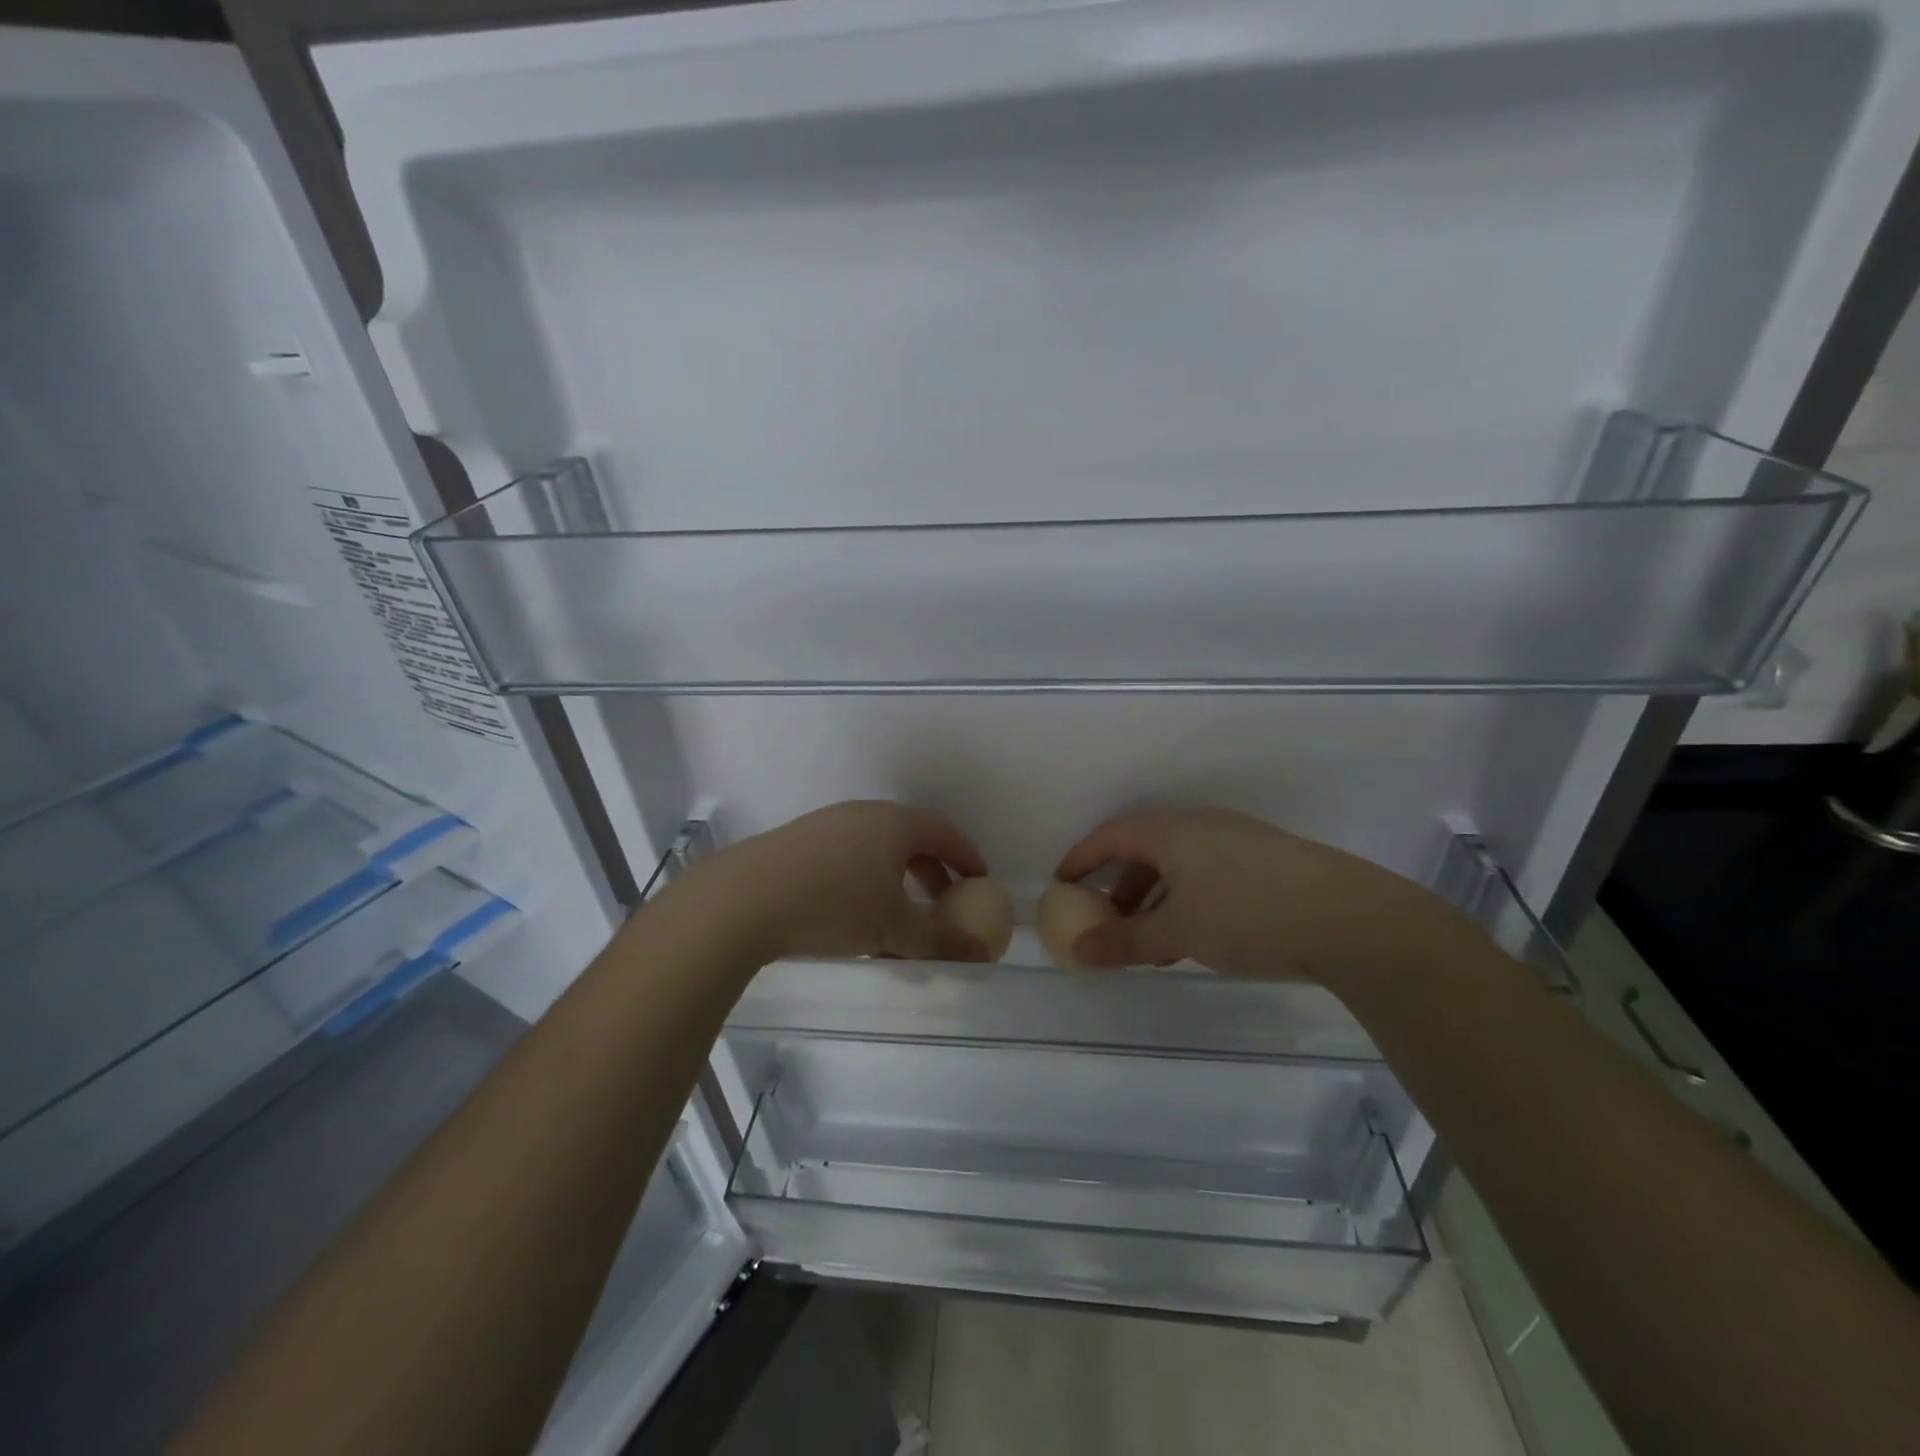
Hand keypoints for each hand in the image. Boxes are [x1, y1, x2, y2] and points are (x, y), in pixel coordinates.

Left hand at [710, 801, 993, 964]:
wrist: (745, 899)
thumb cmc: (836, 904)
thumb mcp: (895, 927)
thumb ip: (941, 941)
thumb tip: (981, 954)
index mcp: (895, 823)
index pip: (944, 832)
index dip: (967, 857)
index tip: (980, 881)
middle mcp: (863, 814)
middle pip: (910, 838)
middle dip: (931, 872)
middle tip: (943, 902)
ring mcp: (826, 825)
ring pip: (875, 850)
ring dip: (895, 881)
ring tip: (896, 918)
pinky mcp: (795, 843)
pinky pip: (845, 858)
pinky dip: (863, 883)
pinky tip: (851, 917)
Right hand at [1053, 807, 1478, 982]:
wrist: (1350, 918)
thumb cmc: (1248, 915)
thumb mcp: (1178, 932)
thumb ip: (1124, 941)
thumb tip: (1078, 952)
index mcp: (1171, 830)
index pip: (1110, 836)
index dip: (1081, 859)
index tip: (1061, 885)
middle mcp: (1200, 825)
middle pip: (1144, 850)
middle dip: (1119, 886)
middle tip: (1106, 920)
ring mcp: (1236, 841)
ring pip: (1178, 865)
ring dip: (1155, 899)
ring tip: (1150, 943)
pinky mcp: (1265, 861)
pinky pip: (1206, 875)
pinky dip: (1186, 901)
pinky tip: (1195, 938)